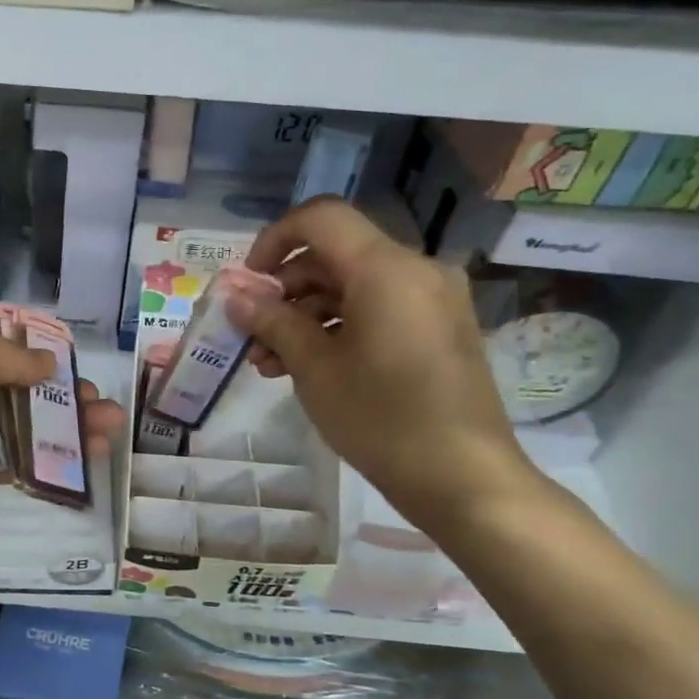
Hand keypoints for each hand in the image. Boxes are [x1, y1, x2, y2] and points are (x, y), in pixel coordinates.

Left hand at [0, 309, 123, 524]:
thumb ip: (9, 354)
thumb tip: (47, 366)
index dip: (29, 352)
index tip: (66, 359)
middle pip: (13, 388)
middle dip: (57, 391)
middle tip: (97, 397)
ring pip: (22, 424)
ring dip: (66, 423)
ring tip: (111, 422)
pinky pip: (18, 459)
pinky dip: (53, 456)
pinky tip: (92, 450)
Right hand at [227, 197, 537, 534]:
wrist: (464, 478)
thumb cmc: (381, 418)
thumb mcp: (314, 368)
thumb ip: (272, 322)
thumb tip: (233, 295)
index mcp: (386, 268)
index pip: (320, 219)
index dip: (274, 240)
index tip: (249, 283)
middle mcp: (416, 270)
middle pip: (335, 255)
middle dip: (285, 290)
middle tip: (251, 334)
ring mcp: (432, 300)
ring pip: (353, 286)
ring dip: (307, 315)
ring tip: (270, 363)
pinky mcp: (439, 328)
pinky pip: (379, 309)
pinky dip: (340, 327)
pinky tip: (309, 367)